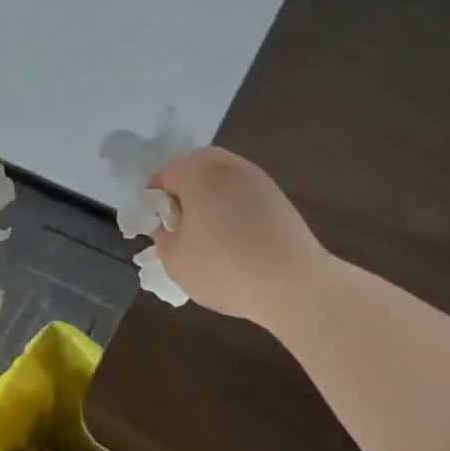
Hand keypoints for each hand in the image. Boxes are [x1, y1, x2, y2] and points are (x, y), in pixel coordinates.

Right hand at [148, 148, 325, 326]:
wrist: (295, 285)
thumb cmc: (225, 268)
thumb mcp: (175, 260)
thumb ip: (162, 237)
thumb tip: (168, 227)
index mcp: (197, 171)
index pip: (163, 174)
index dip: (154, 201)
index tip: (157, 228)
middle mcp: (227, 165)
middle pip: (194, 168)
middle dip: (183, 193)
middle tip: (180, 228)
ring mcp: (257, 178)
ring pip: (220, 180)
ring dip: (209, 199)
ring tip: (208, 236)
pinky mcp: (278, 197)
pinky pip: (242, 194)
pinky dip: (232, 209)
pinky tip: (235, 241)